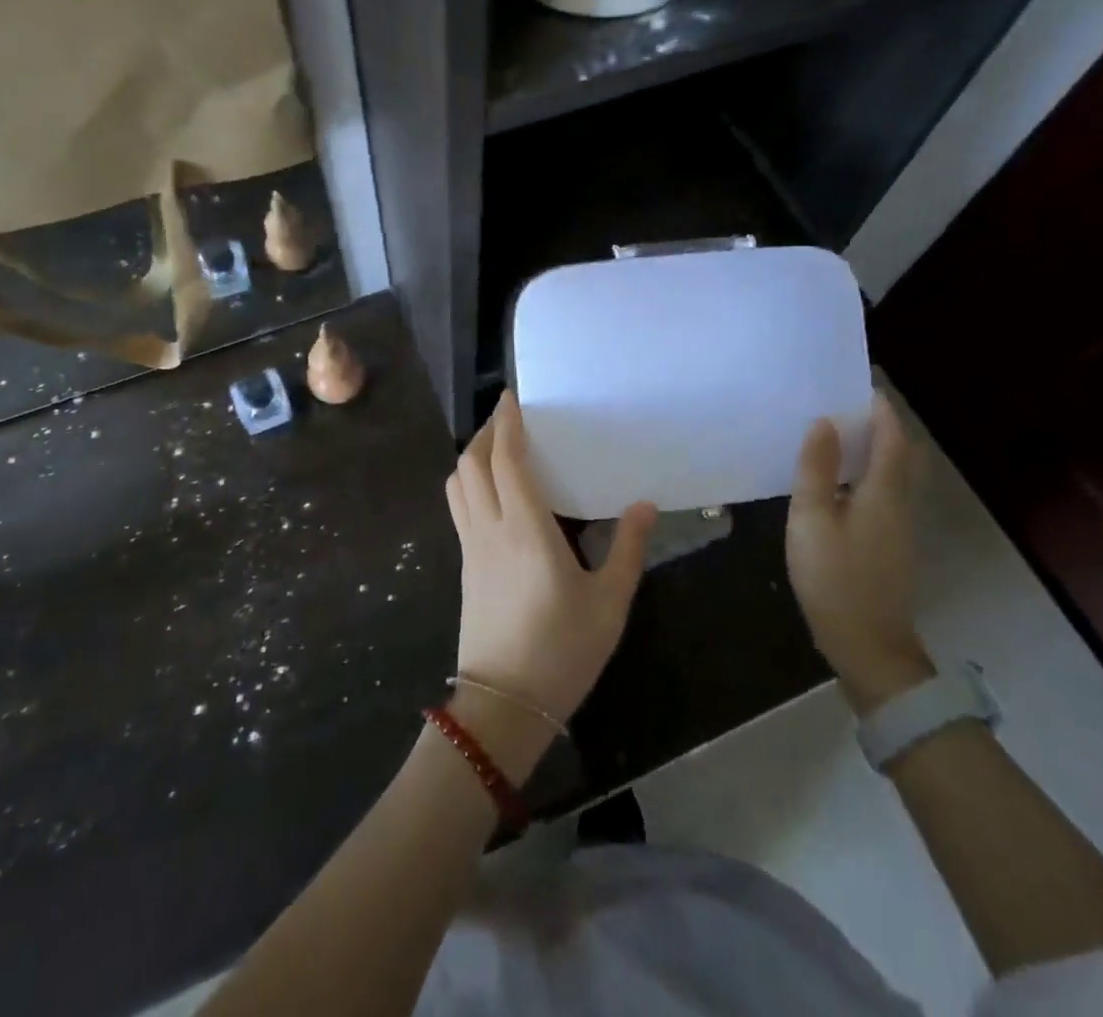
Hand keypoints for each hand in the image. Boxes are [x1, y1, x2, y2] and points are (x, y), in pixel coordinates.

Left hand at [444, 392, 656, 774]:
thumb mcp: (609, 602)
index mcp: (525, 529)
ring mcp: (470, 547)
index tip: (512, 397)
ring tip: (498, 448)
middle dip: (486, 433)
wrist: (504, 705)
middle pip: (472, 464)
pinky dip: (469, 483)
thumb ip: (627, 548)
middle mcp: (490, 528)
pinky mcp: (464, 566)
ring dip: (472, 456)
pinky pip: (458, 507)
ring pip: (457, 484)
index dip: (505, 423)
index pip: (505, 459)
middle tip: (510, 418)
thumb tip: (645, 504)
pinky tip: (492, 492)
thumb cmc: (562, 651)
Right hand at [785, 393, 933, 711]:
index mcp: (883, 492)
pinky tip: (834, 481)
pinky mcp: (886, 545)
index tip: (862, 383)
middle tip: (844, 405)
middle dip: (879, 426)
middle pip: (898, 455)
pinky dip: (864, 474)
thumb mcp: (812, 519)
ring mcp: (895, 528)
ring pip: (890, 475)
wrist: (867, 646)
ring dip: (871, 449)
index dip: (881, 409)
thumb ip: (816, 470)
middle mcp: (898, 504)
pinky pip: (879, 493)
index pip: (892, 438)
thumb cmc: (835, 578)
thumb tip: (824, 423)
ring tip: (835, 434)